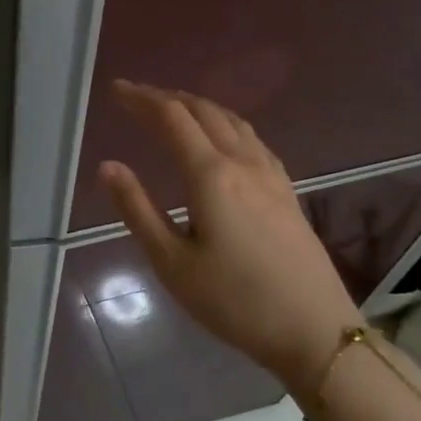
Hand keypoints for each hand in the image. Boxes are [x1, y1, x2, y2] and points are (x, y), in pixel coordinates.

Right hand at [98, 80, 359, 380]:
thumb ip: (137, 209)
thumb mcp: (172, 262)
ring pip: (233, 121)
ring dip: (199, 107)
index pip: (172, 119)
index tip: (117, 90)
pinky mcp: (287, 190)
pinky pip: (252, 139)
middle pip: (204, 112)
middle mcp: (243, 163)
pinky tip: (223, 139)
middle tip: (138, 97)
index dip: (143, 100)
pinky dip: (226, 124)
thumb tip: (108, 165)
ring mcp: (271, 175)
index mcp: (211, 175)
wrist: (312, 329)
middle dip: (168, 98)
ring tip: (174, 109)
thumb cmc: (233, 300)